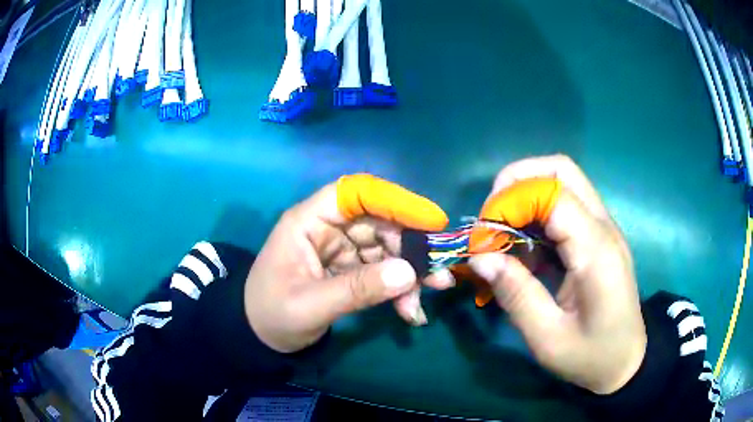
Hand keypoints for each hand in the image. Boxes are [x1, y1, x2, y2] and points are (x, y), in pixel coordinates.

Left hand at [244, 174, 453, 352]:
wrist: (260, 337)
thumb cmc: (272, 315)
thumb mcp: (310, 305)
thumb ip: (357, 289)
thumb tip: (409, 273)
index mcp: (308, 221)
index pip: (355, 193)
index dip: (394, 201)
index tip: (430, 221)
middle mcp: (328, 228)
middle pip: (379, 223)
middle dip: (411, 248)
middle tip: (439, 273)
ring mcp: (341, 249)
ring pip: (386, 249)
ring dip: (409, 273)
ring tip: (425, 300)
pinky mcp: (350, 269)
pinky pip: (382, 271)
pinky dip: (399, 289)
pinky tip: (410, 312)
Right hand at [468, 155, 646, 394]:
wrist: (626, 360)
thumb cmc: (591, 355)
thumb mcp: (548, 338)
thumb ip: (516, 295)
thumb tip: (480, 257)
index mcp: (596, 250)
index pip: (553, 193)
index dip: (512, 201)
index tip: (484, 235)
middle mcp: (603, 227)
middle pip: (561, 170)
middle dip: (518, 182)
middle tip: (492, 218)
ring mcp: (603, 228)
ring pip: (562, 182)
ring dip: (526, 197)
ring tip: (503, 236)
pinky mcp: (598, 236)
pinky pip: (565, 207)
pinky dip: (537, 216)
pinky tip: (525, 251)